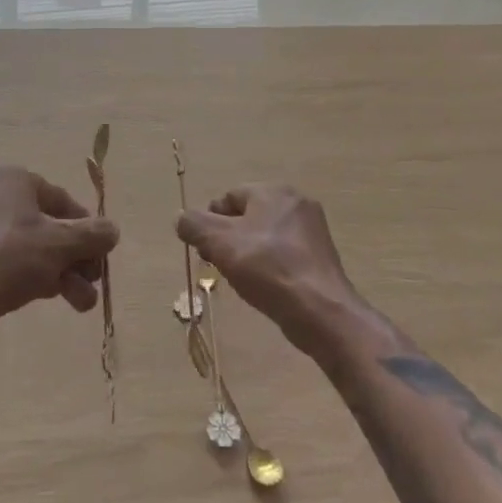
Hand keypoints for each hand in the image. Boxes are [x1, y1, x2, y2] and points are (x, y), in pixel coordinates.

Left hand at [0, 167, 119, 346]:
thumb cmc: (10, 258)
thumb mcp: (61, 244)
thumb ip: (93, 235)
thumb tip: (112, 230)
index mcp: (12, 178)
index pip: (61, 199)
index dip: (86, 228)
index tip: (100, 255)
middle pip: (47, 225)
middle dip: (74, 257)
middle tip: (92, 282)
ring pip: (30, 246)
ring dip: (60, 272)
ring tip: (79, 303)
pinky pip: (7, 259)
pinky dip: (31, 275)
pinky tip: (49, 298)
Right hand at [176, 184, 360, 350]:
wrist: (320, 311)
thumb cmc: (267, 268)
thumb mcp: (220, 243)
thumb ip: (194, 225)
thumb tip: (181, 218)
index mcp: (273, 191)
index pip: (229, 197)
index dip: (211, 221)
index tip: (205, 249)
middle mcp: (295, 202)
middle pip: (248, 215)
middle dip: (228, 238)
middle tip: (219, 265)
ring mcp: (312, 230)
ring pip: (266, 235)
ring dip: (248, 253)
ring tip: (241, 279)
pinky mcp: (321, 256)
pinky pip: (284, 253)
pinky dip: (269, 265)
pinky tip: (265, 287)